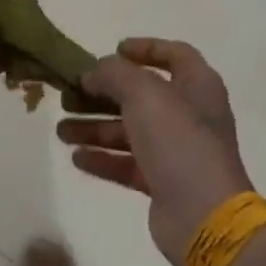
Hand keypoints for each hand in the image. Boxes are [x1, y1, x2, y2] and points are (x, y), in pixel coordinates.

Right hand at [57, 38, 253, 265]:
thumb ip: (114, 73)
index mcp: (197, 85)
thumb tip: (93, 72)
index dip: (145, 48)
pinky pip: (128, 163)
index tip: (113, 50)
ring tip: (61, 130)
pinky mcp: (164, 183)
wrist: (204, 216)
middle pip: (141, 95)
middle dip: (103, 94)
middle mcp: (189, 114)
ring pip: (130, 130)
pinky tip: (76, 158)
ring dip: (95, 127)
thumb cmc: (178, 140)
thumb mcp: (143, 92)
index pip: (174, 54)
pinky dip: (104, 158)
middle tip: (69, 94)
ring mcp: (177, 151)